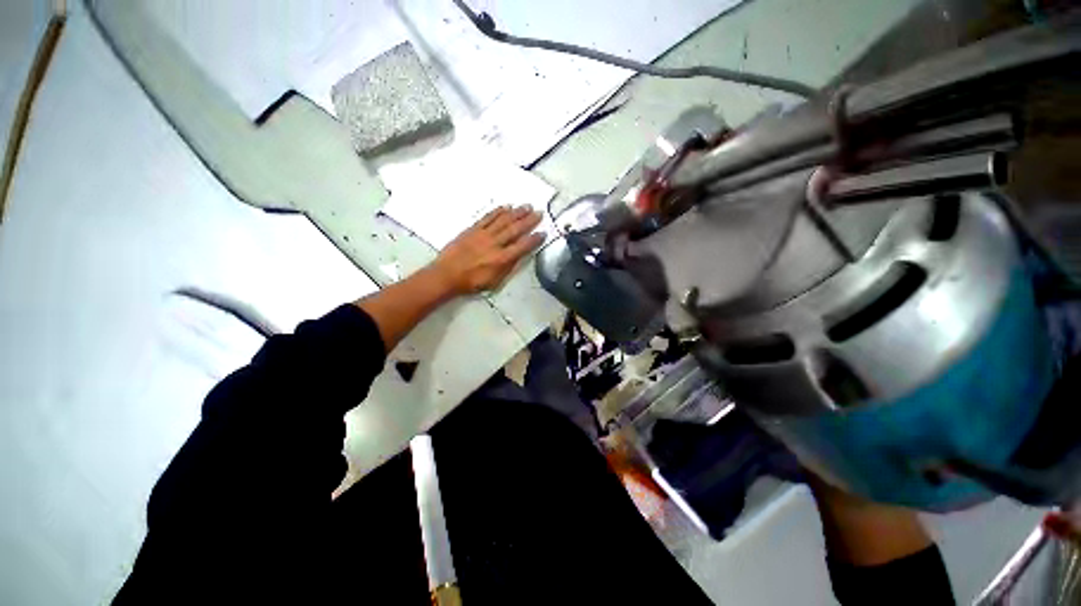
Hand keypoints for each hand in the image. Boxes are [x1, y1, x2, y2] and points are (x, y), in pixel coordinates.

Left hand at [432, 205, 544, 295]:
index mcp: (502, 259)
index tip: (543, 232)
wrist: (447, 274)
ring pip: (503, 221)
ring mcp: (483, 235)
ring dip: (516, 213)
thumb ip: (508, 267)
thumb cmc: (472, 282)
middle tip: (539, 213)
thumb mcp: (494, 281)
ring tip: (526, 206)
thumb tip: (519, 255)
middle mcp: (495, 244)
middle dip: (528, 221)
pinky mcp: (473, 229)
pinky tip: (506, 207)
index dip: (534, 239)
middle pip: (515, 230)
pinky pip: (487, 218)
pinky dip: (497, 212)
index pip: (523, 246)